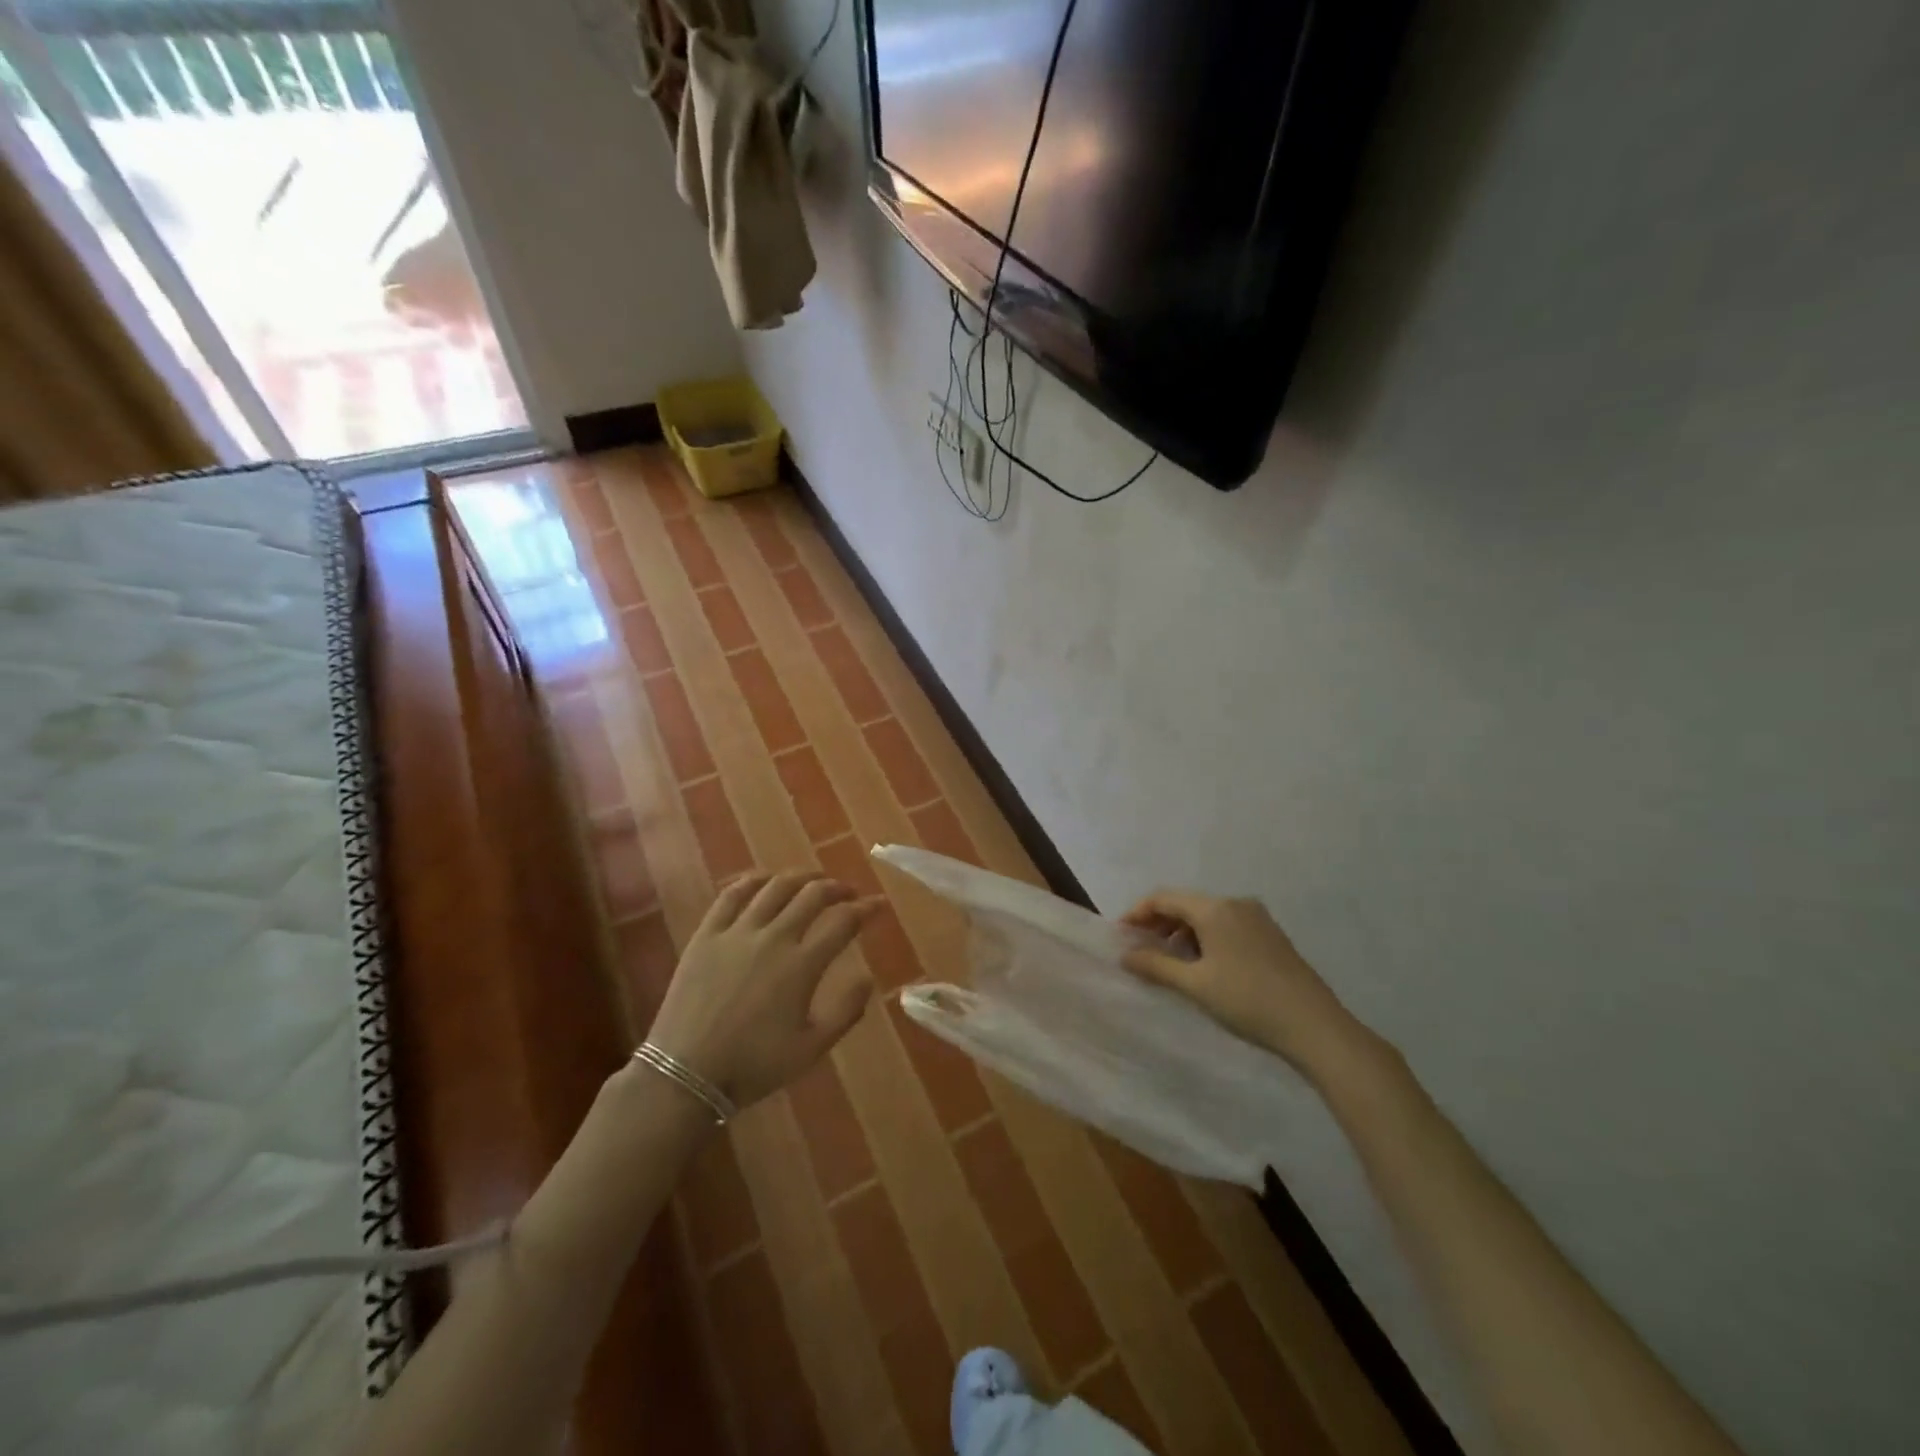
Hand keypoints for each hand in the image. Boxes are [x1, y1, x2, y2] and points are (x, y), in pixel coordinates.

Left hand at [648, 871, 880, 1110]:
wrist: (685, 1074)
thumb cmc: (753, 1065)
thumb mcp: (811, 1049)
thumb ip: (846, 1011)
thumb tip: (868, 977)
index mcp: (802, 965)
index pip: (843, 921)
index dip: (866, 908)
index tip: (879, 904)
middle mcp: (773, 937)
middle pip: (812, 894)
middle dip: (837, 887)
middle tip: (847, 892)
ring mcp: (737, 932)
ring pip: (775, 887)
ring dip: (801, 877)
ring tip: (812, 880)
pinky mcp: (707, 934)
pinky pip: (731, 895)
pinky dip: (753, 880)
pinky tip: (764, 880)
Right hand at [1120, 890, 1376, 1084]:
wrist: (1315, 1026)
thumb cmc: (1248, 1001)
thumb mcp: (1195, 985)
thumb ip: (1156, 965)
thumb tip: (1125, 954)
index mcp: (1215, 908)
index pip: (1163, 898)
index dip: (1137, 913)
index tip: (1120, 935)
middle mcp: (1236, 903)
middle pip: (1185, 904)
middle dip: (1159, 923)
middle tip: (1139, 949)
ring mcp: (1257, 918)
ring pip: (1207, 915)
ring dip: (1182, 932)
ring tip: (1168, 962)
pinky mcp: (1270, 935)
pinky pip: (1226, 925)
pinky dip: (1205, 938)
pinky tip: (1202, 965)